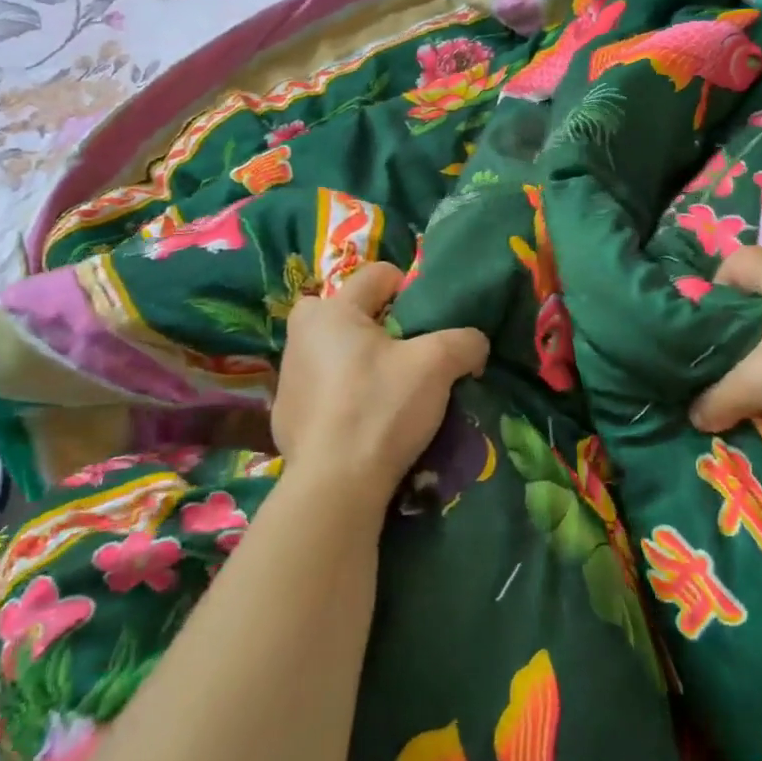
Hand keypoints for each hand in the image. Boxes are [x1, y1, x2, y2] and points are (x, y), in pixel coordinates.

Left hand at [273, 263, 488, 504]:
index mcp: (332, 311)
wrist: (336, 486)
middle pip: (350, 311)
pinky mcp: (286, 415)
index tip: (428, 321)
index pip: (378, 274)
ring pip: (335, 351)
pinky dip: (343, 395)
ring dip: (359, 360)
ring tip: (388, 392)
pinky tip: (364, 422)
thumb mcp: (438, 365)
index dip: (410, 288)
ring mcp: (288, 377)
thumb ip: (465, 341)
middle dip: (378, 324)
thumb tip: (475, 344)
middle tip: (406, 354)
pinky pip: (323, 389)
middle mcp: (301, 335)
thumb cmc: (382, 408)